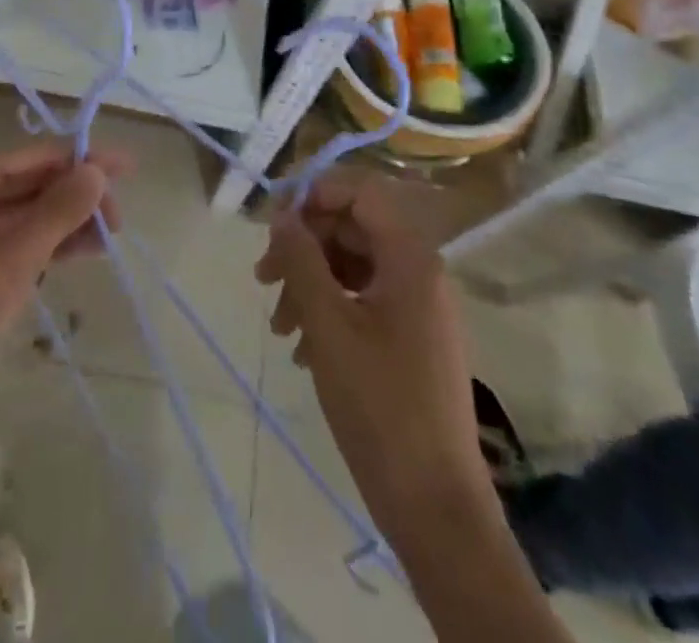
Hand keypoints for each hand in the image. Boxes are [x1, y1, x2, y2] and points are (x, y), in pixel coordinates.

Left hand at [0, 143, 128, 407]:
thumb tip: (98, 170)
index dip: (86, 160)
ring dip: (67, 221)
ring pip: (26, 210)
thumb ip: (60, 209)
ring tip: (112, 236)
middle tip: (120, 220)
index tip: (129, 166)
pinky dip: (45, 241)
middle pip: (33, 181)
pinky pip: (13, 234)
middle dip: (78, 197)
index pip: (38, 156)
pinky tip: (82, 249)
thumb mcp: (15, 256)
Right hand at [257, 177, 486, 544]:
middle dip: (304, 246)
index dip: (314, 194)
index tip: (273, 221)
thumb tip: (282, 214)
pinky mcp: (411, 339)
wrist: (435, 506)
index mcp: (410, 257)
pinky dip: (329, 312)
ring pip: (352, 267)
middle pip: (352, 229)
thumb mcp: (328, 324)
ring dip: (310, 284)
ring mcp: (418, 307)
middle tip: (263, 278)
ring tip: (279, 327)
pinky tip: (303, 350)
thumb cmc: (380, 405)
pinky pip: (363, 302)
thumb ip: (301, 259)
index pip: (360, 192)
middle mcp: (419, 272)